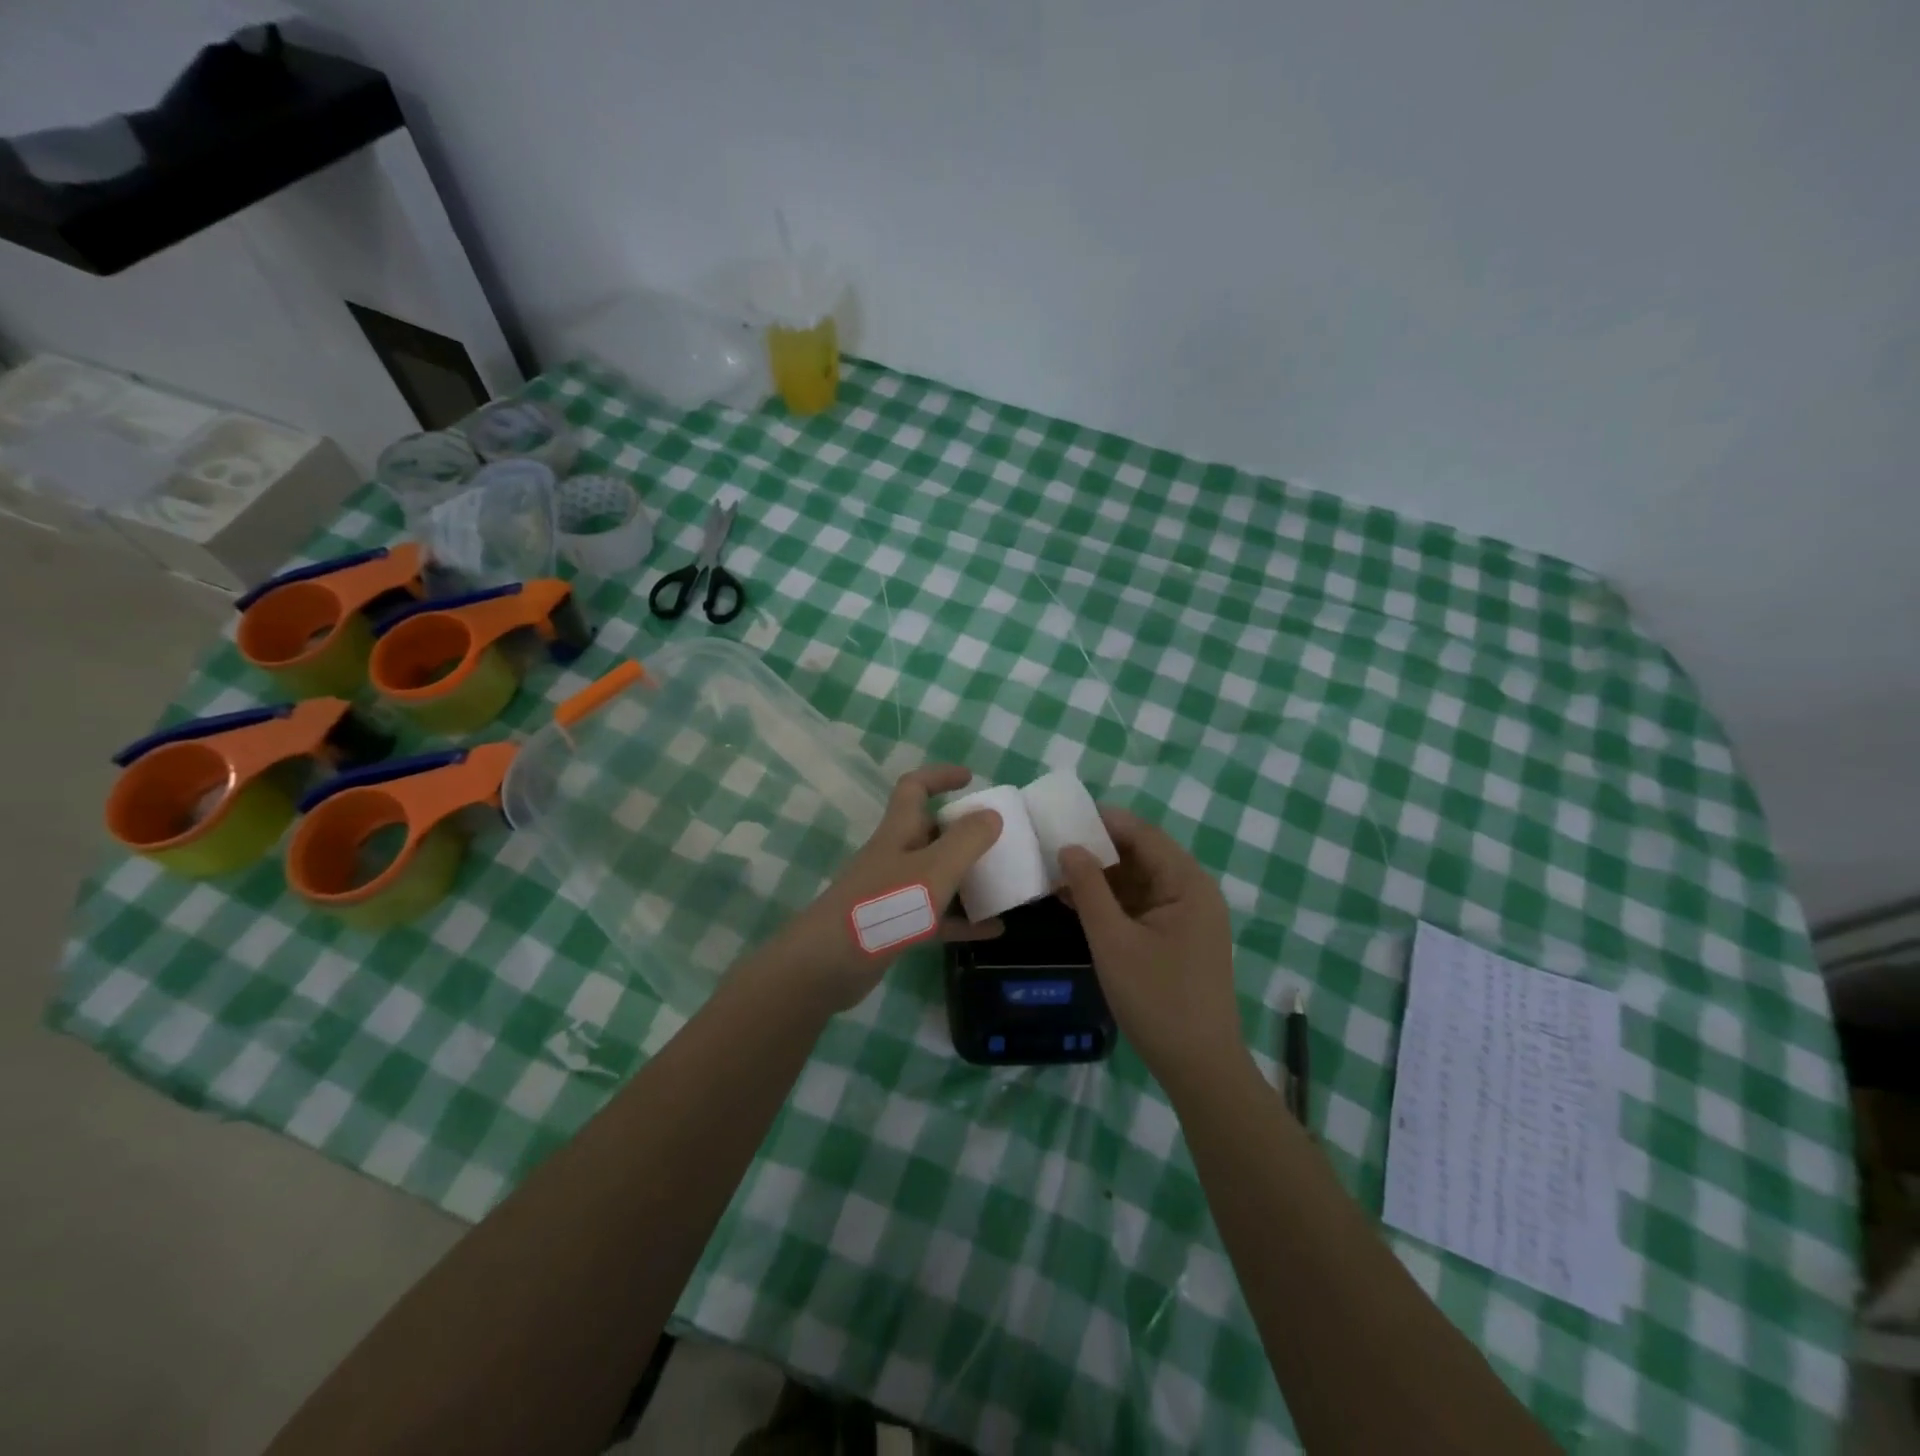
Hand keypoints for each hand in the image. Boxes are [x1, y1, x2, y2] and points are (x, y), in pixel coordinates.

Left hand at [774, 765, 1003, 1010]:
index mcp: (899, 831)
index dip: (940, 776)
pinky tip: (993, 930)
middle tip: (1000, 840)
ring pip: (936, 875)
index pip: (915, 787)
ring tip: (1005, 883)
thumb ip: (966, 841)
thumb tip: (991, 814)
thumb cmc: (883, 907)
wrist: (827, 965)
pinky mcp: (894, 926)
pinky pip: (936, 916)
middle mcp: (894, 855)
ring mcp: (892, 892)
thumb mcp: (934, 870)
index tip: (970, 779)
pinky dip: (962, 919)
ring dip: (968, 877)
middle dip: (964, 832)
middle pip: (930, 832)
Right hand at [1059, 808, 1244, 1090]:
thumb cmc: (1157, 999)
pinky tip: (1075, 901)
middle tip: (1051, 842)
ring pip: (1139, 881)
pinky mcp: (1177, 938)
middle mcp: (1192, 891)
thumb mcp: (1113, 941)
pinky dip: (1111, 902)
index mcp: (1187, 883)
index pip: (1143, 834)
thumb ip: (1089, 889)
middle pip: (1142, 855)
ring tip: (1055, 870)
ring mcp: (1186, 917)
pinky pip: (1141, 906)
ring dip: (1101, 877)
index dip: (1103, 821)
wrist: (1199, 1068)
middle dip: (1097, 849)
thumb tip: (1068, 847)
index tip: (1062, 815)